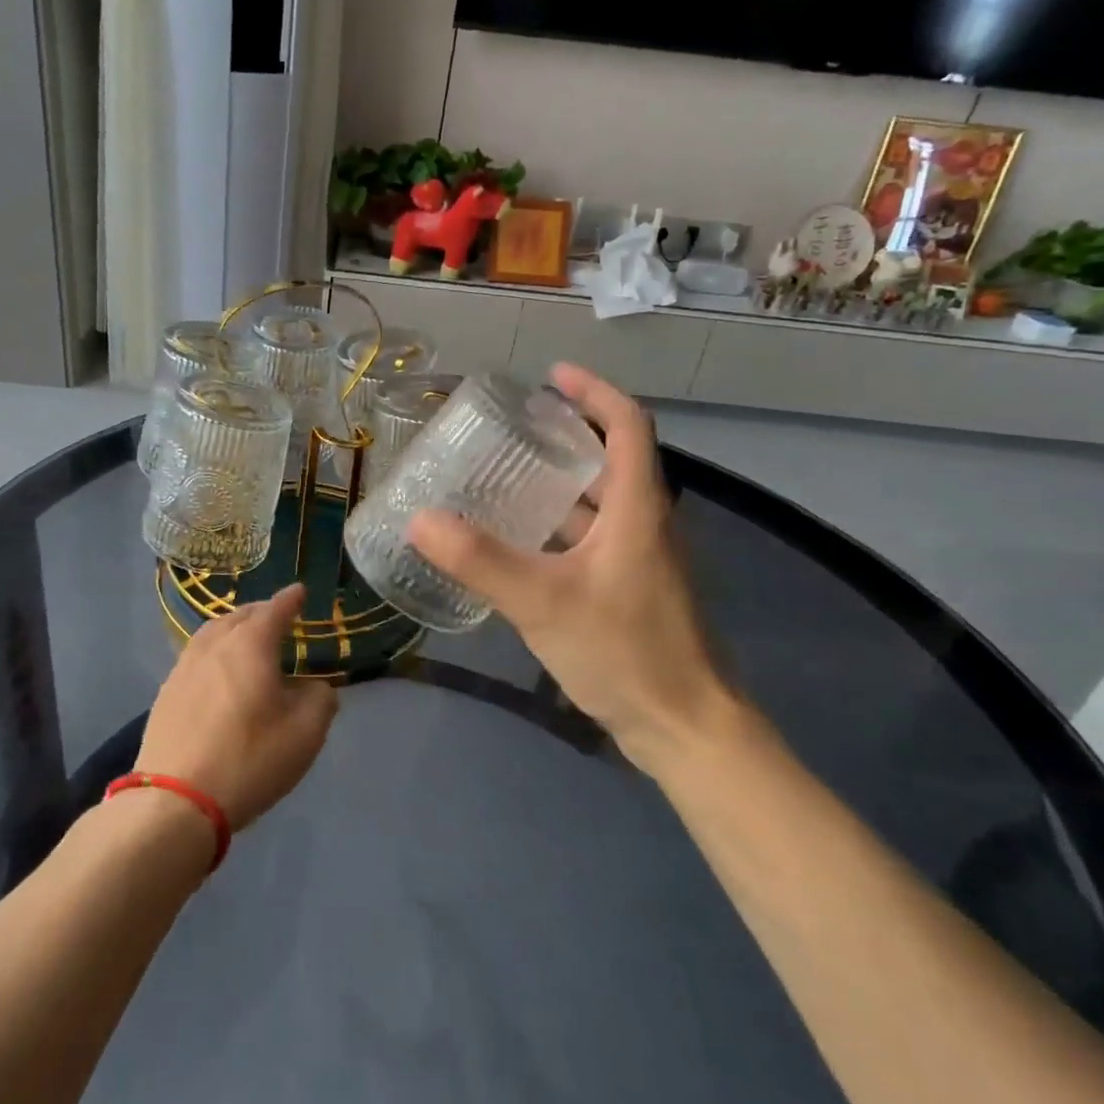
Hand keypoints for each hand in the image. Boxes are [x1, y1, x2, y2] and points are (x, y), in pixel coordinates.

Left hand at [137, 583, 338, 830]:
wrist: (176, 799)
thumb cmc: (249, 759)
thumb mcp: (305, 733)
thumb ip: (320, 700)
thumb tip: (315, 688)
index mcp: (250, 645)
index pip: (274, 610)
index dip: (290, 600)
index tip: (300, 591)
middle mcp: (214, 646)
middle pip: (239, 616)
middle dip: (261, 612)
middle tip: (277, 615)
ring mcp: (184, 668)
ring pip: (212, 634)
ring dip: (234, 629)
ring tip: (246, 638)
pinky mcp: (166, 694)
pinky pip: (196, 657)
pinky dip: (214, 652)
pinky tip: (219, 671)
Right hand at [406, 364, 766, 778]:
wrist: (684, 727)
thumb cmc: (625, 652)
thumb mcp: (543, 602)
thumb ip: (480, 560)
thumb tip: (420, 519)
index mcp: (638, 508)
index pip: (627, 425)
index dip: (593, 392)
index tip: (551, 376)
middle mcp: (645, 523)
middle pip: (608, 460)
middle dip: (563, 437)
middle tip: (509, 430)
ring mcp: (640, 559)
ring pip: (597, 504)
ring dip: (555, 486)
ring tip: (499, 478)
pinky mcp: (629, 589)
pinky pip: (589, 540)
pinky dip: (555, 529)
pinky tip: (514, 544)